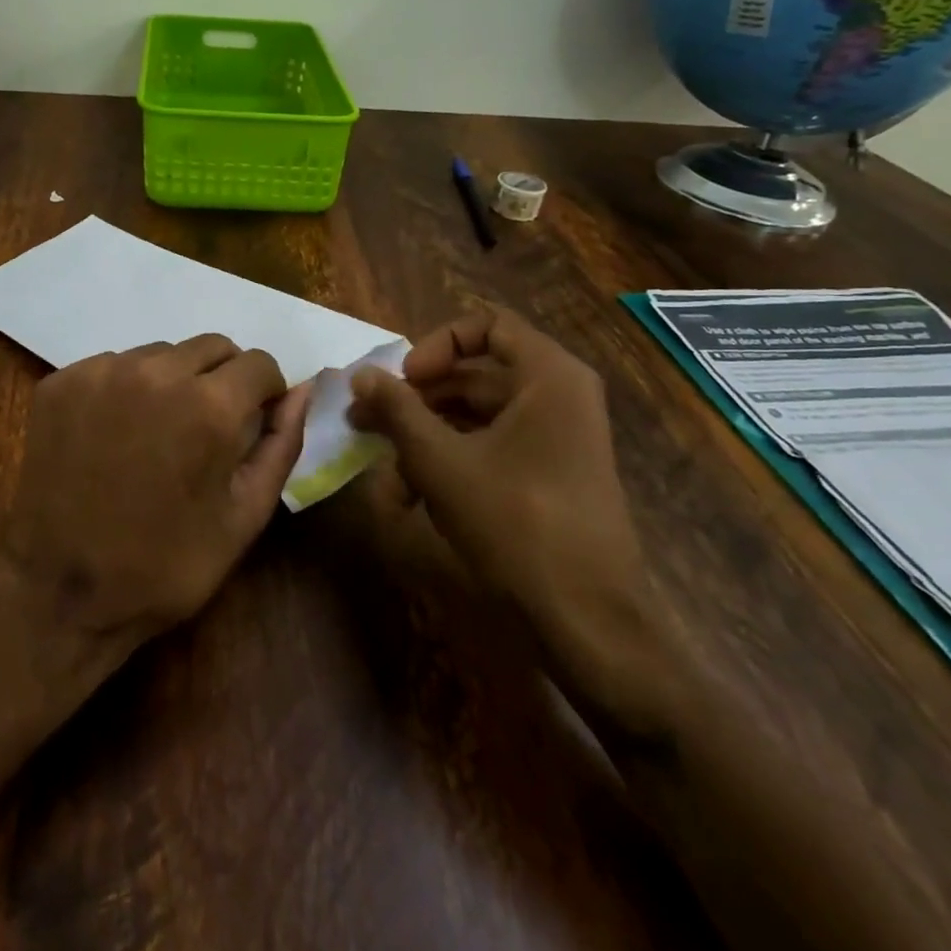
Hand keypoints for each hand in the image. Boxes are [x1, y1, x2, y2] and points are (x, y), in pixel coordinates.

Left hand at [5, 335, 307, 648]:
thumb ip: (281, 444)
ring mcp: (101, 372)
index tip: (252, 423)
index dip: (265, 393)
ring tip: (156, 434)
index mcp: (209, 406)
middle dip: (223, 380)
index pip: (259, 363)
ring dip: (173, 381)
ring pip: (161, 353)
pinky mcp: (61, 382)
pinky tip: (114, 435)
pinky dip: (125, 389)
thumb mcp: (244, 517)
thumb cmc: (165, 565)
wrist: (58, 594)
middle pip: (212, 347)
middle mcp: (156, 372)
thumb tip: (303, 391)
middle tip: (206, 430)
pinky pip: (113, 366)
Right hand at [347, 309, 668, 707]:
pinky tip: (411, 501)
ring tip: (383, 473)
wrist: (589, 624)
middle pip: (476, 376)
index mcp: (548, 377)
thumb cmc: (516, 524)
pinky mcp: (550, 477)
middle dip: (416, 400)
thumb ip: (398, 410)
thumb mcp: (442, 462)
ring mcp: (557, 440)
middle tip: (367, 420)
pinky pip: (493, 451)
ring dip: (425, 440)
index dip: (436, 345)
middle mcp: (559, 397)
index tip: (405, 380)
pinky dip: (451, 466)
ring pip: (477, 419)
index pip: (486, 325)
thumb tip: (361, 373)